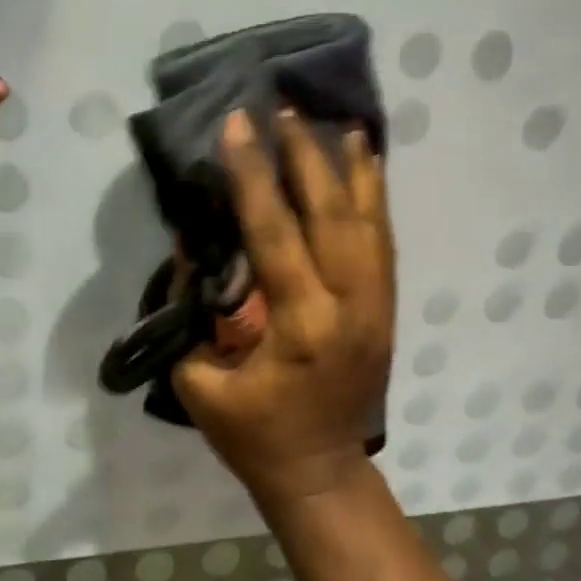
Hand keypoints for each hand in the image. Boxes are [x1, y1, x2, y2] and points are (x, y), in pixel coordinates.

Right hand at [173, 109, 394, 511]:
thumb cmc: (253, 436)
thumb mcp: (201, 383)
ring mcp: (377, 306)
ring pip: (369, 221)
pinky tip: (366, 164)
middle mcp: (350, 307)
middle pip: (332, 215)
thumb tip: (194, 247)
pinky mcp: (387, 309)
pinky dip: (375, 197)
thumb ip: (193, 314)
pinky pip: (384, 241)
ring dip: (349, 168)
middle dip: (305, 156)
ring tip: (333, 121)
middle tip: (283, 108)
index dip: (254, 177)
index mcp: (302, 328)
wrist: (320, 472)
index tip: (240, 124)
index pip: (276, 235)